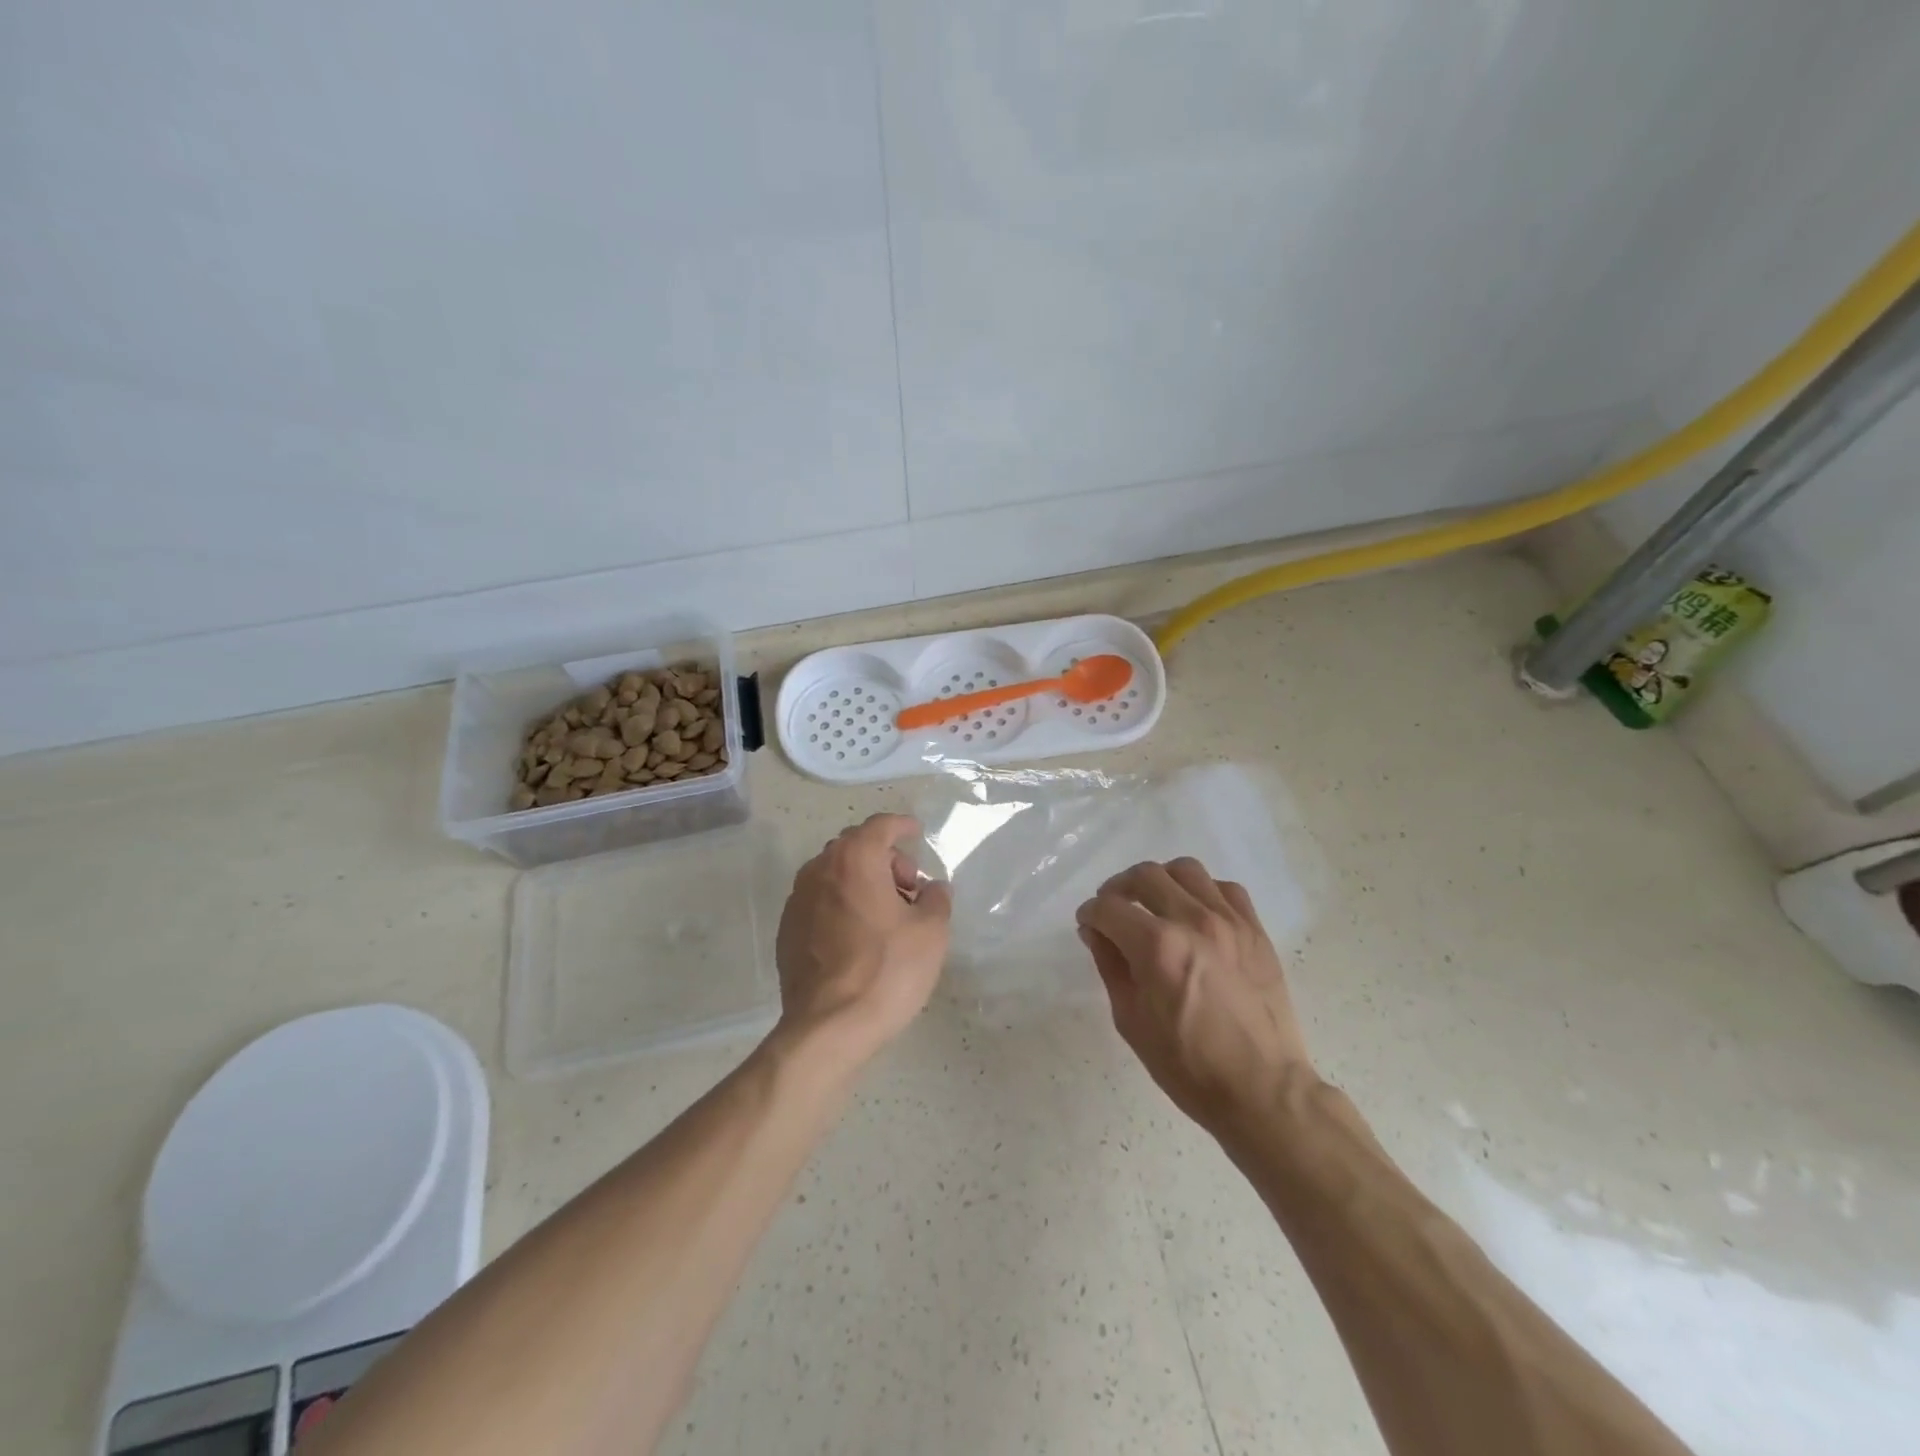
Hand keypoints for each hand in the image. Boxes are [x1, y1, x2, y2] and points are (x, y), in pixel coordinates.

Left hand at [774, 814, 952, 1065]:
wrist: (828, 1027)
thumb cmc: (887, 971)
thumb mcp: (931, 932)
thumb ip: (937, 899)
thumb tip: (933, 888)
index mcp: (854, 859)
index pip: (880, 826)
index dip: (902, 825)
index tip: (917, 832)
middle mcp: (819, 869)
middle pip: (855, 847)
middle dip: (885, 859)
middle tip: (909, 889)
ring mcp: (797, 900)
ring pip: (835, 874)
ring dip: (862, 881)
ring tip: (887, 915)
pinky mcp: (787, 930)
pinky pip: (820, 901)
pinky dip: (842, 904)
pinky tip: (859, 936)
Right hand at [1076, 858, 1313, 1131]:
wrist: (1262, 1090)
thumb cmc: (1187, 1065)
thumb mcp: (1131, 1020)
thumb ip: (1110, 965)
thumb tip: (1094, 931)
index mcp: (1157, 947)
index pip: (1109, 907)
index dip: (1090, 913)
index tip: (1088, 924)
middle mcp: (1193, 921)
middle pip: (1145, 875)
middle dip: (1118, 888)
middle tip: (1113, 909)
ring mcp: (1229, 922)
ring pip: (1186, 870)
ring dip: (1161, 880)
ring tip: (1154, 902)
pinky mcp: (1255, 931)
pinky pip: (1225, 888)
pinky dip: (1203, 891)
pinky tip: (1195, 913)